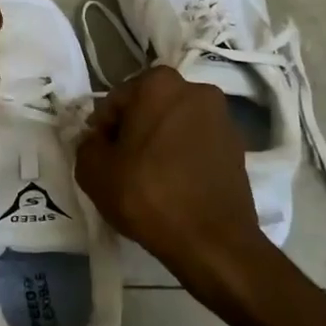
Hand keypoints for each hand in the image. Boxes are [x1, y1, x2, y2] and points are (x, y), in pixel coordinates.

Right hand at [74, 66, 266, 285]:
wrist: (213, 242)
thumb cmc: (148, 195)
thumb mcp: (93, 171)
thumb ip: (87, 145)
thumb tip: (97, 141)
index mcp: (159, 84)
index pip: (116, 101)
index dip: (103, 130)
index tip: (102, 157)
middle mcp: (195, 89)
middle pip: (149, 108)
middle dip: (134, 131)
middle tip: (123, 166)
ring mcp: (222, 117)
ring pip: (176, 124)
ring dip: (161, 142)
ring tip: (151, 178)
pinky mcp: (238, 147)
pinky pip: (198, 144)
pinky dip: (184, 156)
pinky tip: (176, 185)